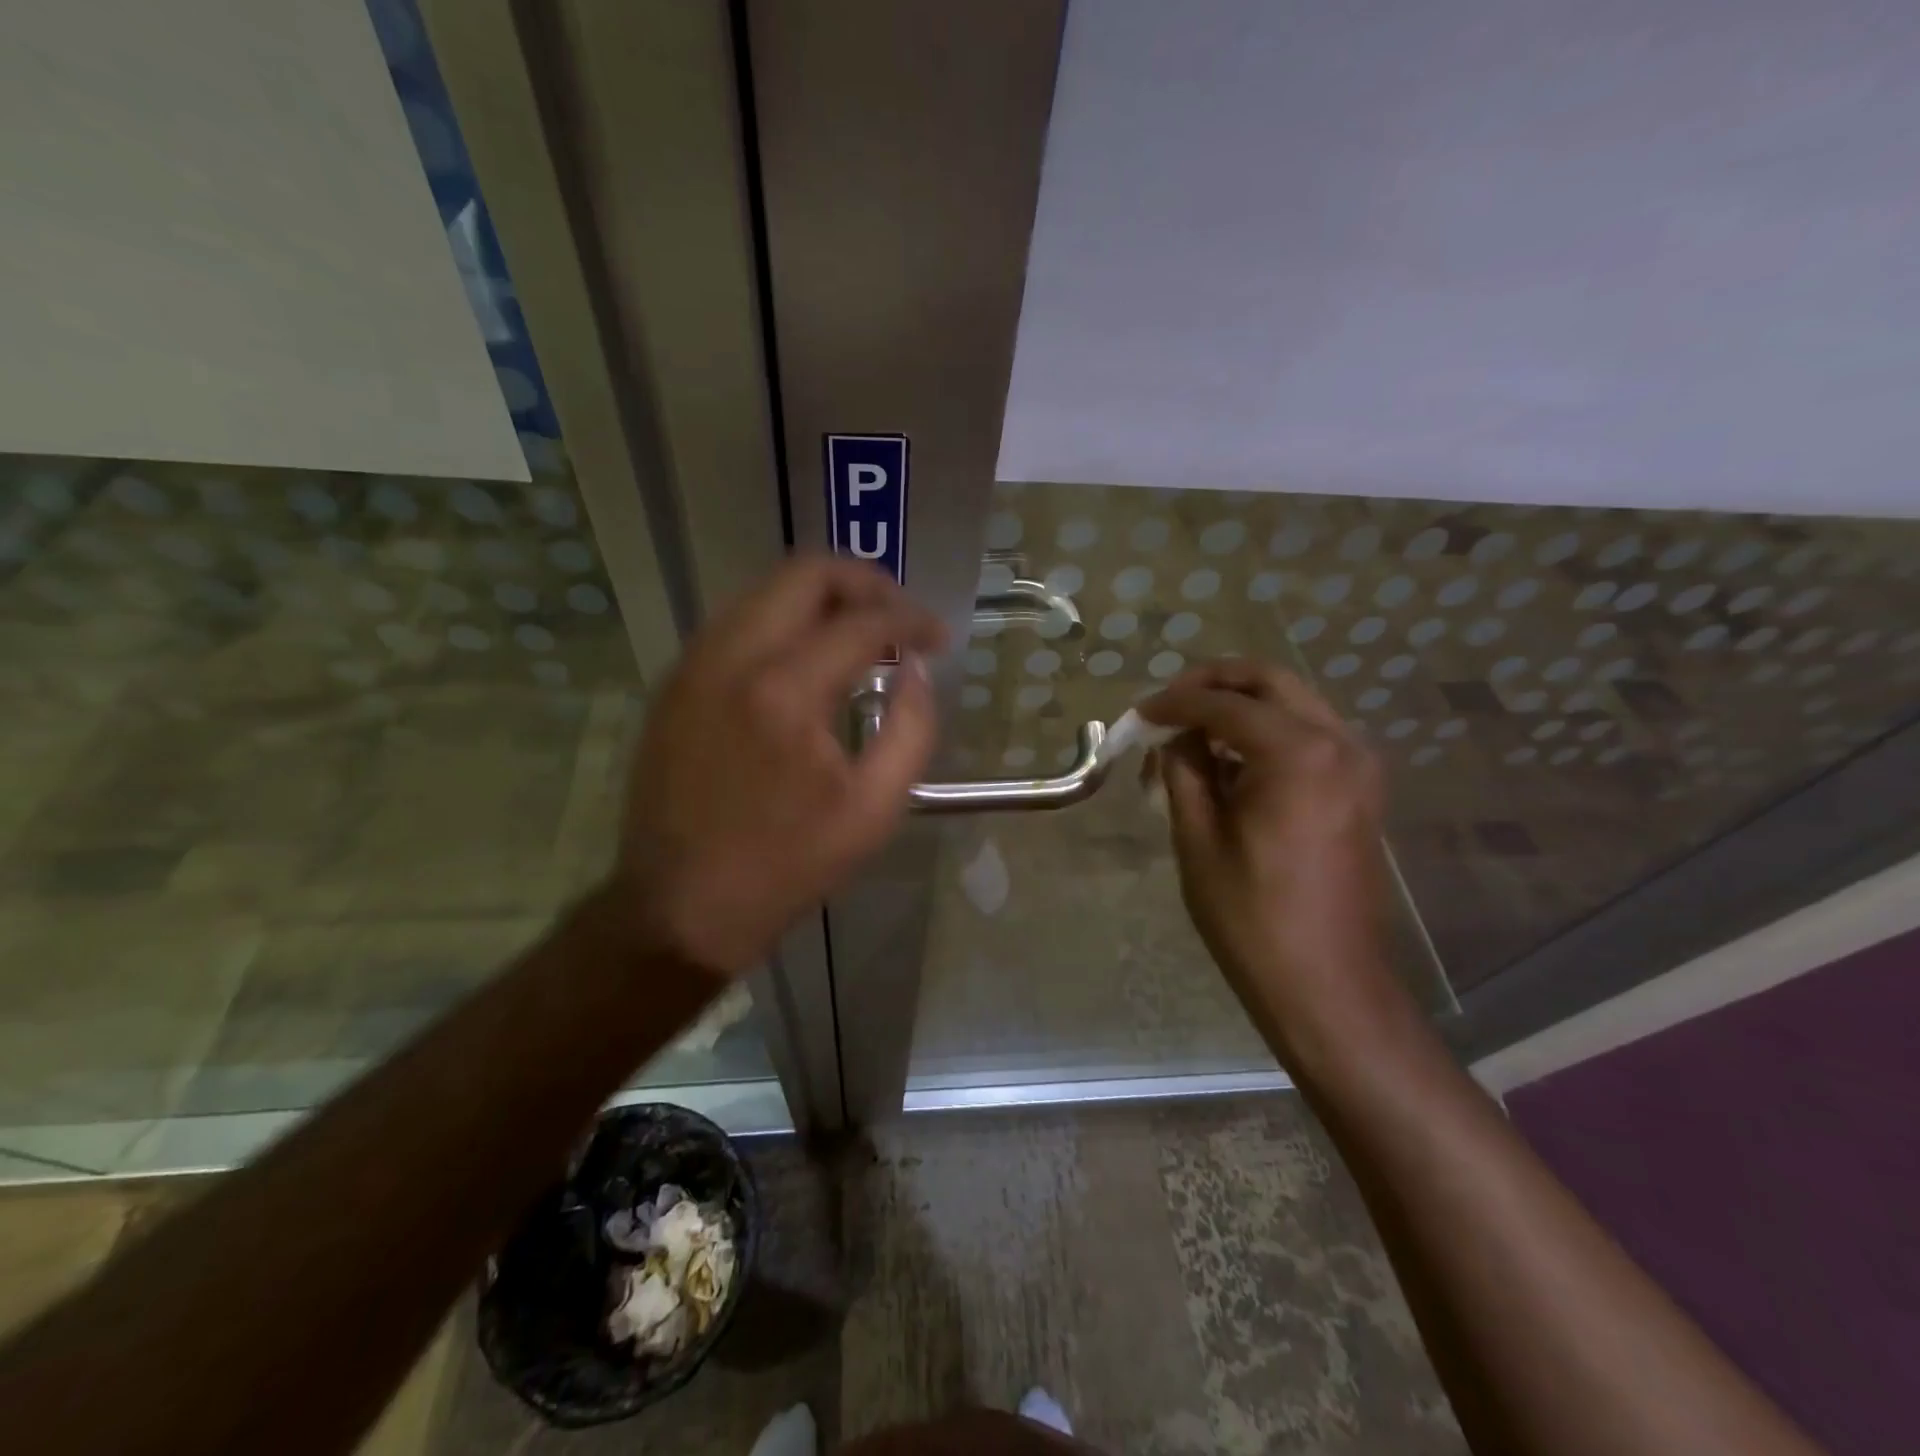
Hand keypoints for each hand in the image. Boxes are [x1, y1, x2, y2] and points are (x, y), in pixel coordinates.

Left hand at [606, 555, 946, 974]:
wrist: (680, 909)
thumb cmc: (786, 866)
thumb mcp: (874, 810)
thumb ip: (912, 729)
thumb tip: (916, 671)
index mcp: (784, 693)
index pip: (862, 622)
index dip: (911, 621)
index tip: (938, 638)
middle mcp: (730, 658)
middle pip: (804, 573)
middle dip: (865, 582)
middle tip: (899, 617)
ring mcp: (692, 665)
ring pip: (765, 590)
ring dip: (821, 599)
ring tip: (860, 635)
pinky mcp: (675, 683)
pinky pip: (737, 623)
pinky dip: (782, 622)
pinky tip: (807, 660)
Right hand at [1140, 660, 1405, 1065]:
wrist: (1325, 983)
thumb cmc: (1251, 915)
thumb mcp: (1198, 837)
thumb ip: (1184, 769)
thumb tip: (1173, 735)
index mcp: (1298, 753)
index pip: (1225, 703)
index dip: (1175, 702)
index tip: (1139, 713)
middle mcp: (1339, 742)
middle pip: (1269, 682)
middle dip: (1213, 684)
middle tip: (1168, 706)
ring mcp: (1358, 764)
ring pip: (1293, 703)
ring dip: (1240, 707)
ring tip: (1191, 737)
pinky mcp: (1360, 788)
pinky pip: (1309, 735)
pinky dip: (1266, 733)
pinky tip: (1229, 762)